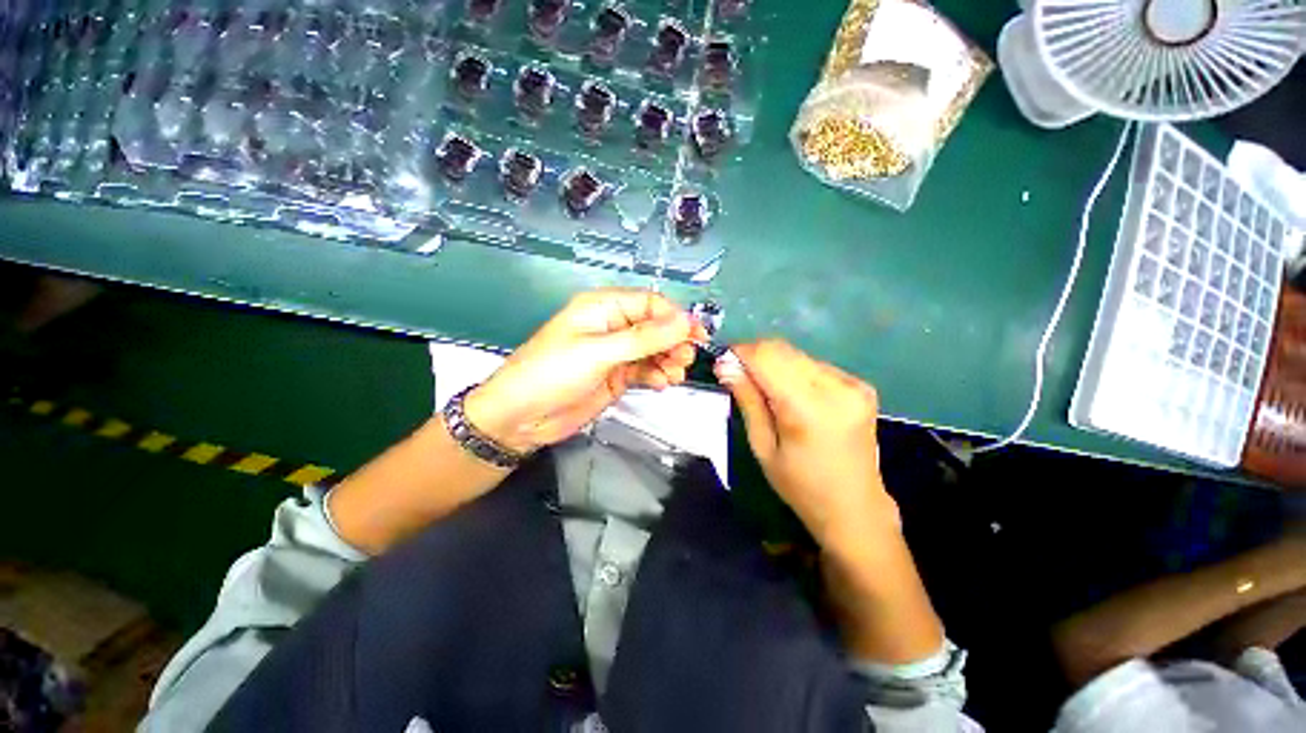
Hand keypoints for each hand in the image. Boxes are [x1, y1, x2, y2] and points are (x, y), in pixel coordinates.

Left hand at [465, 289, 707, 453]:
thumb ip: (642, 339)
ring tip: (674, 374)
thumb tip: (684, 322)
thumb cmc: (551, 374)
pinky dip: (657, 375)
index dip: (674, 317)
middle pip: (656, 327)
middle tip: (685, 358)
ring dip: (669, 359)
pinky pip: (646, 370)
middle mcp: (613, 326)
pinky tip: (661, 383)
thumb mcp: (597, 353)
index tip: (694, 335)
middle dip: (674, 340)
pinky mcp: (618, 376)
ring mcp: (616, 353)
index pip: (650, 303)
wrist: (521, 418)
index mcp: (603, 308)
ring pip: (654, 349)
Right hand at [715, 339, 897, 549]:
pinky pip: (814, 365)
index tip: (723, 363)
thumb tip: (725, 365)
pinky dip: (794, 371)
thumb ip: (747, 400)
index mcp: (809, 409)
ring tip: (763, 389)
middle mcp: (836, 387)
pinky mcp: (860, 385)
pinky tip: (791, 394)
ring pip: (797, 354)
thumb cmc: (801, 486)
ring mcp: (853, 384)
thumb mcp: (763, 447)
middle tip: (737, 376)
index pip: (767, 357)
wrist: (855, 507)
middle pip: (782, 349)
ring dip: (774, 364)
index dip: (740, 353)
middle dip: (754, 356)